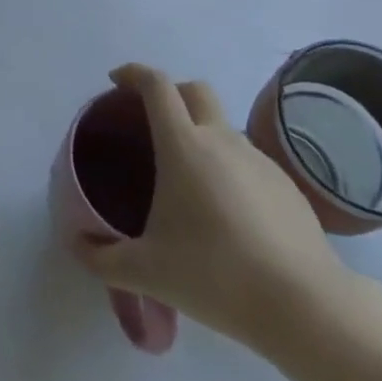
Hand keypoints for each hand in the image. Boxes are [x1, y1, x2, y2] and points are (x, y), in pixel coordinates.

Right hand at [72, 64, 356, 356]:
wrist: (305, 306)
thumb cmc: (216, 276)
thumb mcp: (147, 272)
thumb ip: (103, 258)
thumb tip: (76, 243)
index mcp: (184, 145)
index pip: (156, 85)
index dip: (133, 73)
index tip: (116, 82)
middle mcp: (221, 139)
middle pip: (194, 90)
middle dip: (170, 93)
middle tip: (151, 122)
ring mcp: (258, 159)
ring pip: (222, 126)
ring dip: (200, 134)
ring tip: (188, 180)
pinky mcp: (286, 185)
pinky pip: (247, 160)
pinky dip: (228, 167)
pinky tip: (227, 213)